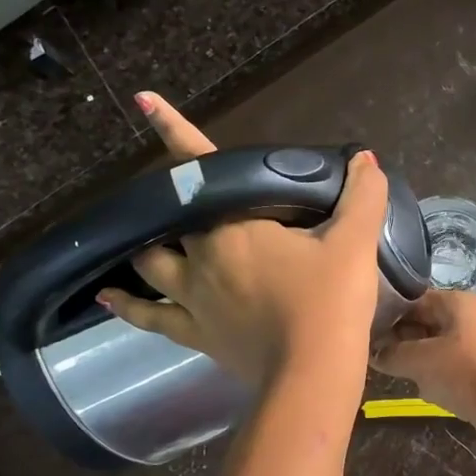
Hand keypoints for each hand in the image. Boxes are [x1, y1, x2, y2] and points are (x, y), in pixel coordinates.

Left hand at [98, 93, 390, 385]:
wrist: (312, 375)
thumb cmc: (329, 302)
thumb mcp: (354, 243)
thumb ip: (361, 196)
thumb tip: (365, 159)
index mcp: (234, 227)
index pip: (198, 168)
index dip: (173, 130)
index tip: (144, 100)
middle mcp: (201, 256)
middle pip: (169, 215)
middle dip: (170, 198)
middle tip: (184, 194)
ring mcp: (192, 297)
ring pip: (150, 261)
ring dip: (147, 245)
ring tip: (146, 236)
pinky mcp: (194, 333)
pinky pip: (150, 316)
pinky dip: (128, 305)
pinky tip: (110, 297)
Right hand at [372, 291, 475, 460]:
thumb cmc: (465, 373)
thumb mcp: (420, 360)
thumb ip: (393, 354)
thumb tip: (375, 354)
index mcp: (460, 302)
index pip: (417, 300)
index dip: (391, 315)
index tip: (369, 334)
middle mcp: (474, 318)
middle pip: (429, 324)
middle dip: (405, 341)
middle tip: (380, 358)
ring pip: (441, 349)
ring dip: (422, 364)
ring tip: (404, 378)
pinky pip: (456, 370)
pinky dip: (442, 380)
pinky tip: (432, 394)